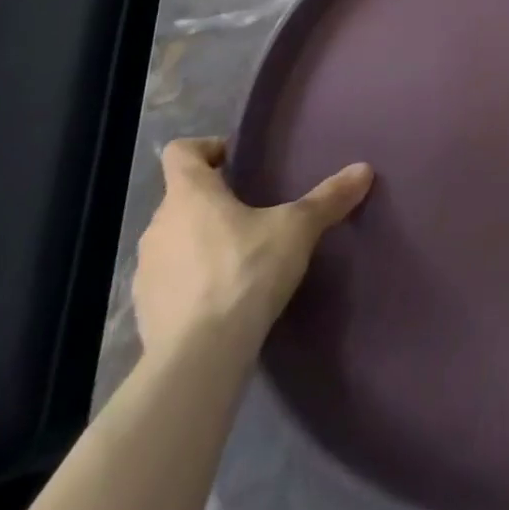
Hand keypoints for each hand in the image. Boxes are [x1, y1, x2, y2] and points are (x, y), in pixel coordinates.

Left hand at [133, 138, 372, 362]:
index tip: (236, 163)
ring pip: (172, 240)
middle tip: (250, 211)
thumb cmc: (245, 272)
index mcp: (190, 194)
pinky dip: (189, 282)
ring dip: (197, 242)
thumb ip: (328, 198)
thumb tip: (364, 169)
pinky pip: (168, 281)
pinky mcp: (144, 312)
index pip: (181, 152)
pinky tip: (221, 298)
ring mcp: (145, 272)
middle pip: (180, 197)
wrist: (199, 359)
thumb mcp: (298, 229)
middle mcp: (159, 225)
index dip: (206, 149)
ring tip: (238, 256)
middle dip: (211, 201)